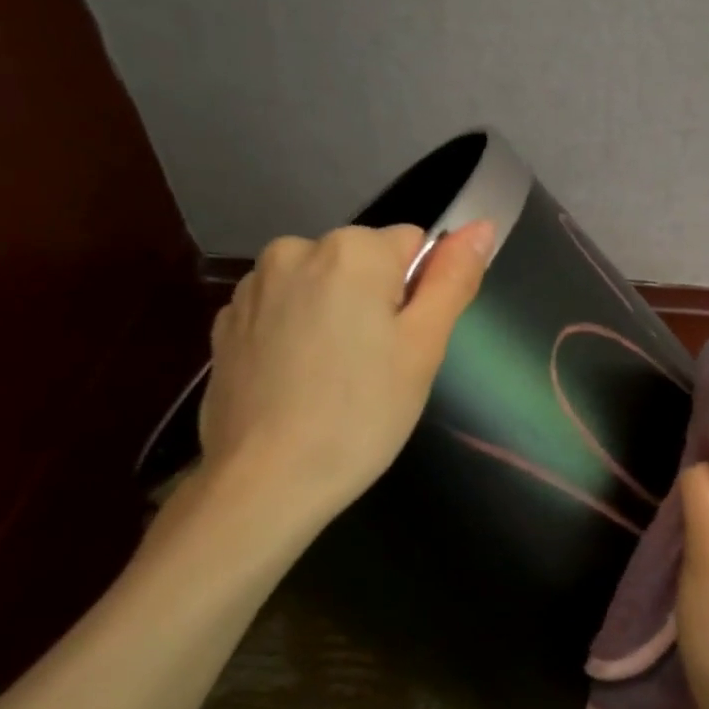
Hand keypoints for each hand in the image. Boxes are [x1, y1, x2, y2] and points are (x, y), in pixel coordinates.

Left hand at [195, 221, 493, 537]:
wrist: (264, 482)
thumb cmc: (362, 415)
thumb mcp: (423, 347)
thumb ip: (453, 279)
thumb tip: (482, 226)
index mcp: (352, 250)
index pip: (412, 245)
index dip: (420, 294)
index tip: (407, 345)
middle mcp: (295, 249)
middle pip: (362, 263)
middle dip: (376, 302)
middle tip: (377, 367)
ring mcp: (252, 286)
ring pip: (320, 285)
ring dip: (334, 315)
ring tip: (334, 379)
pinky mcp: (226, 322)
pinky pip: (282, 310)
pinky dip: (296, 333)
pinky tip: (297, 382)